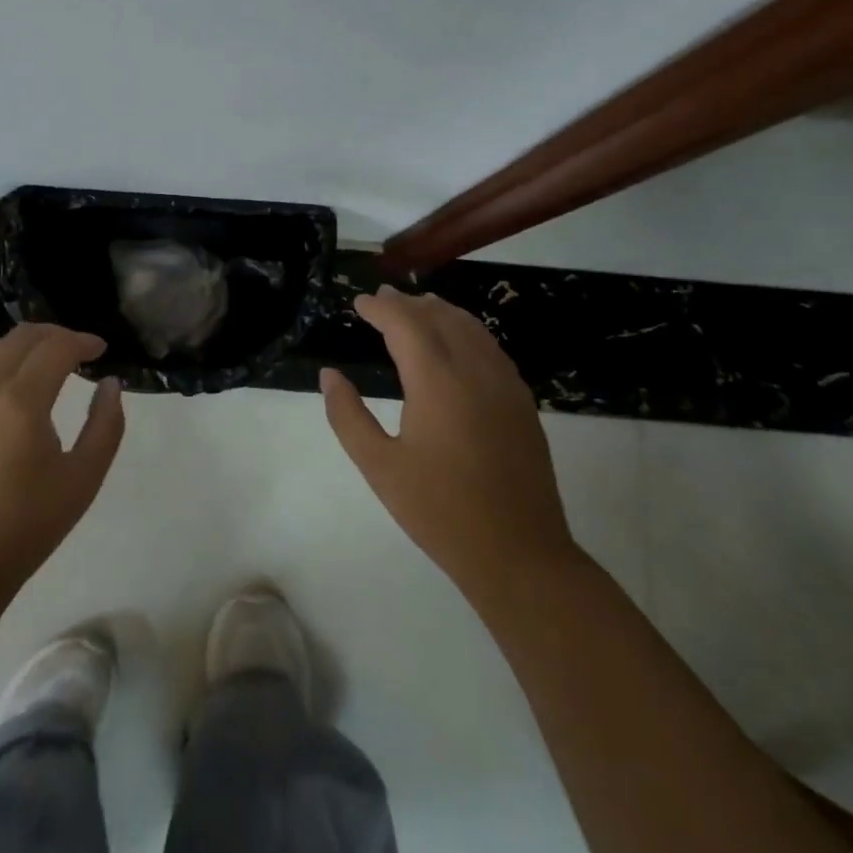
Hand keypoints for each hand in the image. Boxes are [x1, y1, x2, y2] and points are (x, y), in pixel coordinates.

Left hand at [0, 324, 125, 587]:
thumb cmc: (28, 525)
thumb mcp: (83, 478)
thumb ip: (105, 425)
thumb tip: (110, 384)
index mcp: (23, 401)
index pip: (57, 348)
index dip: (83, 342)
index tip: (101, 351)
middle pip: (22, 337)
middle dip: (55, 336)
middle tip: (77, 352)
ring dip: (19, 345)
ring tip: (38, 363)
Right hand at [321, 286, 577, 601]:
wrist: (519, 554)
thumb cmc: (440, 512)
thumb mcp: (379, 467)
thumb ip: (348, 416)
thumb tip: (329, 376)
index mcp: (437, 382)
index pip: (405, 324)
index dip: (380, 308)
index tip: (359, 302)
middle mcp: (474, 370)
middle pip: (439, 317)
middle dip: (408, 303)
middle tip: (382, 298)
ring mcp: (505, 384)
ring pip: (471, 328)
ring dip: (440, 311)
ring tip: (417, 306)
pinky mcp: (522, 402)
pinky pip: (491, 348)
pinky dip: (468, 330)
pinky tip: (458, 341)